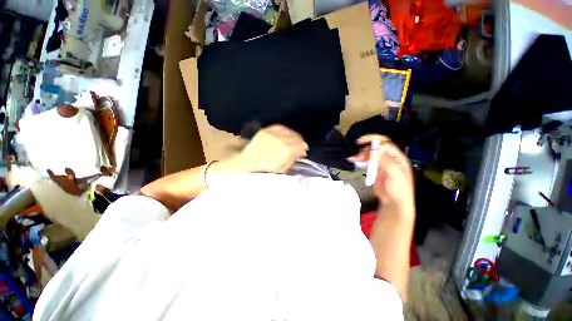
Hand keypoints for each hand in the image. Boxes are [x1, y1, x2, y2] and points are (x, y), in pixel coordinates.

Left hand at [237, 125, 307, 173]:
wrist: (247, 161)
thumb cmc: (264, 168)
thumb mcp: (280, 168)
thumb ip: (291, 160)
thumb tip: (298, 154)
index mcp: (285, 152)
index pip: (300, 147)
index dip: (303, 149)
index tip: (304, 152)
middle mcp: (281, 141)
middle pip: (297, 138)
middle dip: (301, 143)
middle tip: (301, 147)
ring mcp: (273, 134)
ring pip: (290, 132)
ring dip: (295, 136)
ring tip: (296, 140)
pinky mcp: (266, 130)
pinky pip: (281, 127)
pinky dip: (286, 131)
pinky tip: (288, 134)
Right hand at [352, 135, 414, 213]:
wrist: (394, 201)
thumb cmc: (399, 188)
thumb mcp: (395, 174)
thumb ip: (385, 161)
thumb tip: (374, 150)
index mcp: (397, 157)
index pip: (385, 143)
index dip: (374, 141)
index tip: (362, 142)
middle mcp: (389, 158)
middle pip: (376, 148)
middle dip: (366, 149)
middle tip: (357, 155)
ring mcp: (381, 163)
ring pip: (370, 154)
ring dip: (362, 155)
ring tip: (354, 159)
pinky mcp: (375, 169)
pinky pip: (367, 162)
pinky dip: (361, 161)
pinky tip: (356, 161)